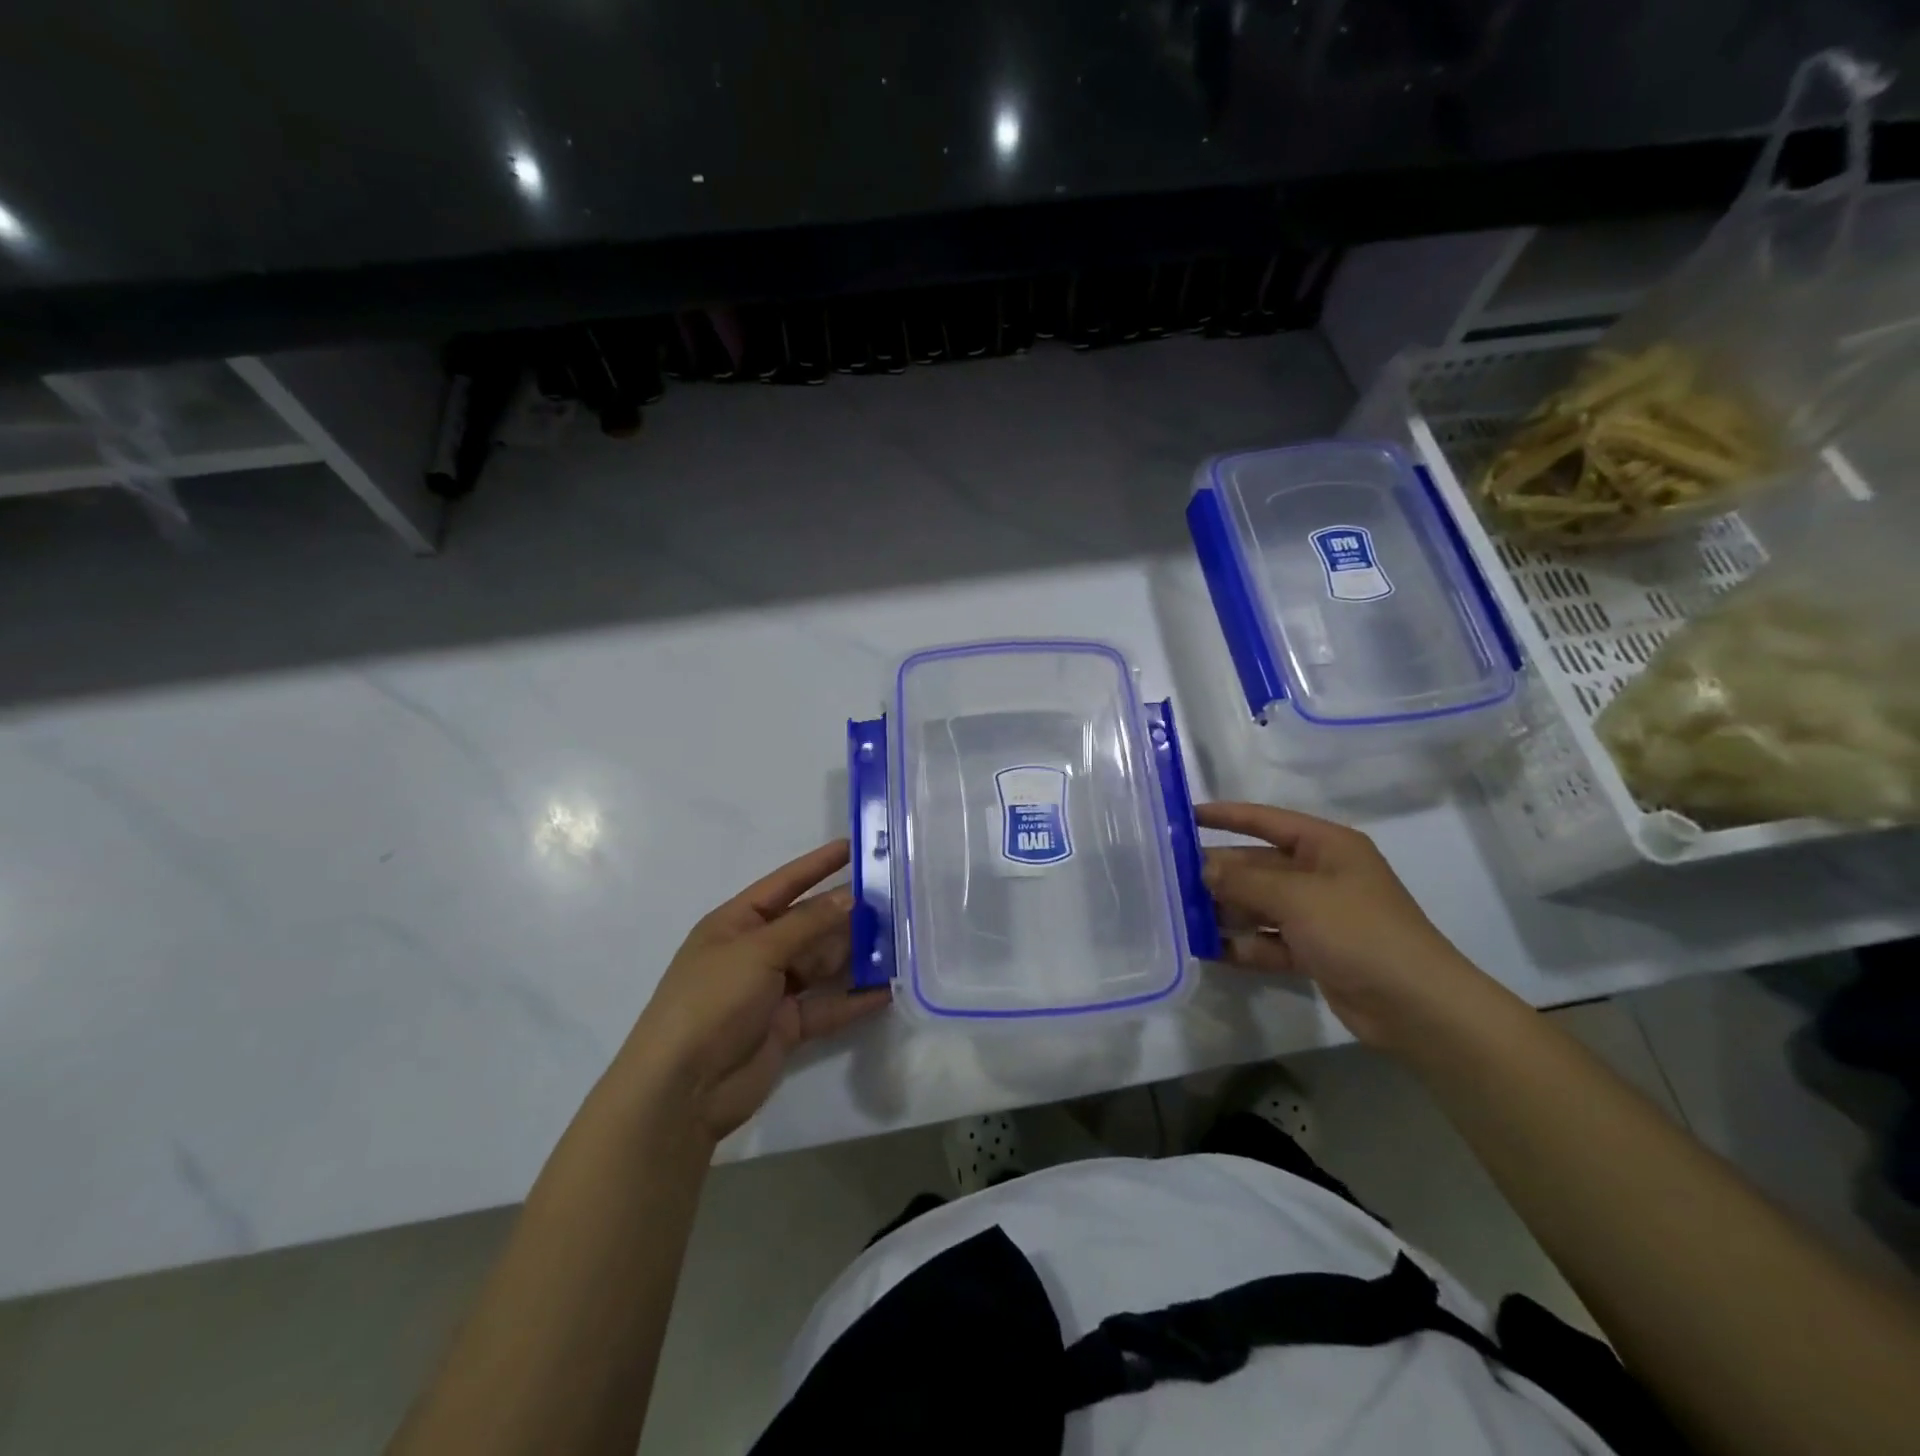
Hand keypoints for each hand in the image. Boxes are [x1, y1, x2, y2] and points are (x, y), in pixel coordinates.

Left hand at [617, 840, 890, 1144]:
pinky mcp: (787, 1027)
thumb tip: (850, 897)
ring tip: (901, 940)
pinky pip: (828, 1006)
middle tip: (894, 899)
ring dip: (856, 954)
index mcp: (736, 923)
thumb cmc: (712, 1001)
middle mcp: (755, 952)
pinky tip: (889, 990)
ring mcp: (772, 991)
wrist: (683, 1090)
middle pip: (809, 924)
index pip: (784, 884)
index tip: (854, 847)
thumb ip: (807, 923)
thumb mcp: (758, 951)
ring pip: (822, 964)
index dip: (818, 865)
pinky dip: (855, 999)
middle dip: (847, 913)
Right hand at [1197, 802, 1493, 1049]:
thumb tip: (1202, 869)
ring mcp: (1317, 916)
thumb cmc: (1358, 931)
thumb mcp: (1296, 897)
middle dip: (1219, 873)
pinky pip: (1268, 941)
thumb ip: (1244, 881)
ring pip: (1259, 905)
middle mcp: (1320, 875)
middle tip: (1170, 878)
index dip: (1226, 816)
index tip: (1184, 816)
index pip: (1266, 820)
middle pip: (1257, 866)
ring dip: (1225, 912)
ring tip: (1180, 916)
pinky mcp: (1314, 952)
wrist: (1416, 1005)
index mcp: (1326, 846)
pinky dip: (1243, 945)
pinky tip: (1209, 950)